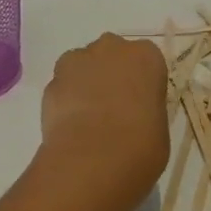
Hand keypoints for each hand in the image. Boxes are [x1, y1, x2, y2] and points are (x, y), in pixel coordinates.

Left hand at [39, 34, 170, 205]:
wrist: (92, 162)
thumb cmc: (139, 147)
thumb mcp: (159, 129)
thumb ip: (146, 110)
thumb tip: (134, 115)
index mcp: (146, 57)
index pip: (147, 62)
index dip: (142, 83)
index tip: (140, 106)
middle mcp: (112, 48)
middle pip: (112, 55)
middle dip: (112, 74)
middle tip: (114, 109)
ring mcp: (78, 61)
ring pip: (83, 66)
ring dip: (86, 83)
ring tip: (88, 120)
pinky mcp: (52, 81)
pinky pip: (63, 87)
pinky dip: (65, 101)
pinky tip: (70, 128)